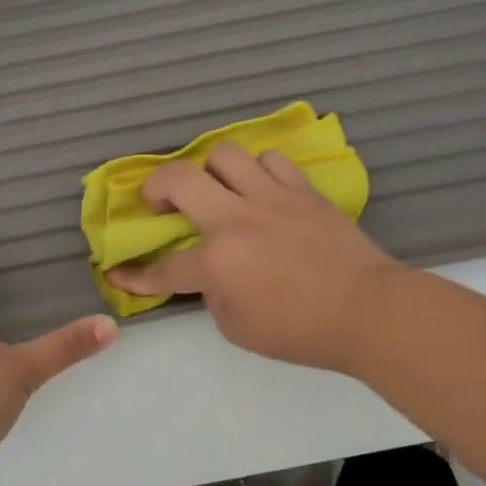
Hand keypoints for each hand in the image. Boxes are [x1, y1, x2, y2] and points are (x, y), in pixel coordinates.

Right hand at [105, 144, 405, 374]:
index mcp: (217, 261)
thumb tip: (211, 274)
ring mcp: (271, 197)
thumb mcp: (240, 328)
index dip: (135, 275)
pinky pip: (271, 160)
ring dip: (211, 171)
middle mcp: (236, 219)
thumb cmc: (302, 331)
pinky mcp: (302, 190)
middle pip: (179, 179)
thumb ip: (214, 296)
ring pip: (225, 154)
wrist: (368, 309)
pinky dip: (258, 171)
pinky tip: (262, 190)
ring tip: (217, 190)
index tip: (118, 272)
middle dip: (155, 187)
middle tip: (159, 202)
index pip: (163, 268)